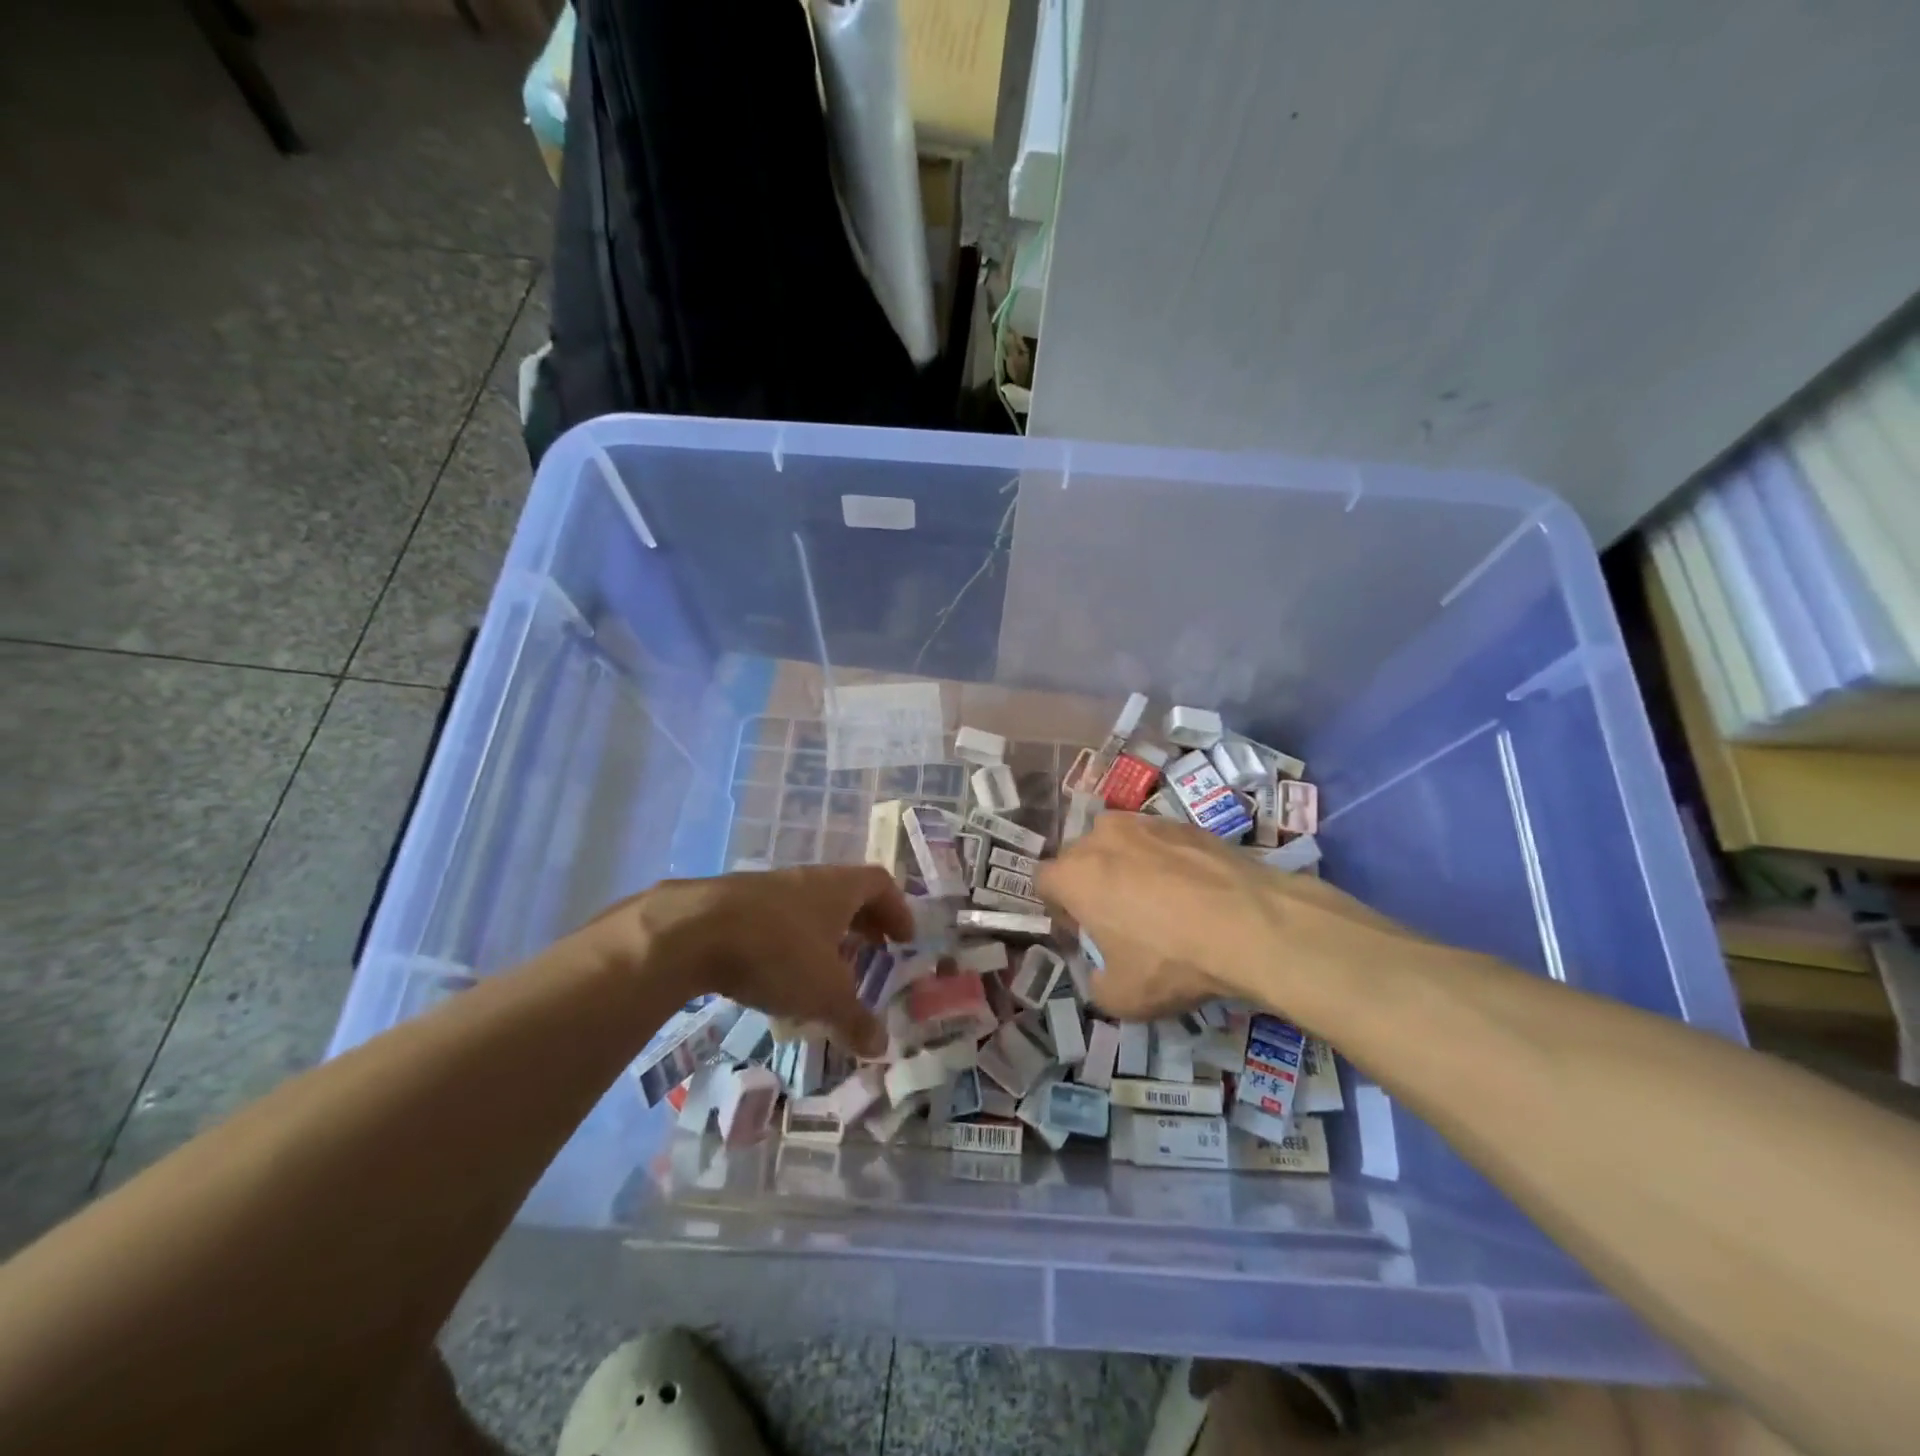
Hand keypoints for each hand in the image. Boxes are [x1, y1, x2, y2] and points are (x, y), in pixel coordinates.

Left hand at [578, 865, 912, 1056]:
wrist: (692, 931)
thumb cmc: (777, 952)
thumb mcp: (824, 993)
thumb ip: (855, 1019)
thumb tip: (881, 1045)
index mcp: (839, 888)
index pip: (880, 884)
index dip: (897, 910)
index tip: (904, 939)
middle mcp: (807, 880)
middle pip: (846, 893)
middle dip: (863, 923)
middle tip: (873, 952)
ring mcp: (767, 889)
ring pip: (808, 906)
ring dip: (824, 933)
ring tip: (826, 969)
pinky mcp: (733, 905)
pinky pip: (775, 919)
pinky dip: (788, 942)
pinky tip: (778, 974)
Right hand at [1036, 813, 1437, 1026]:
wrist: (1249, 923)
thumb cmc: (1171, 960)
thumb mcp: (1121, 998)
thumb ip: (1095, 984)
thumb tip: (1100, 973)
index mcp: (1073, 874)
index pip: (1043, 882)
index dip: (1059, 910)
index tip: (1083, 933)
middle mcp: (1101, 837)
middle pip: (1080, 858)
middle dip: (1090, 883)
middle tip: (1119, 918)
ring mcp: (1144, 824)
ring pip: (1120, 843)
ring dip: (1126, 866)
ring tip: (1158, 901)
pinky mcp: (1184, 822)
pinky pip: (1159, 842)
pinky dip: (1165, 861)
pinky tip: (1192, 892)